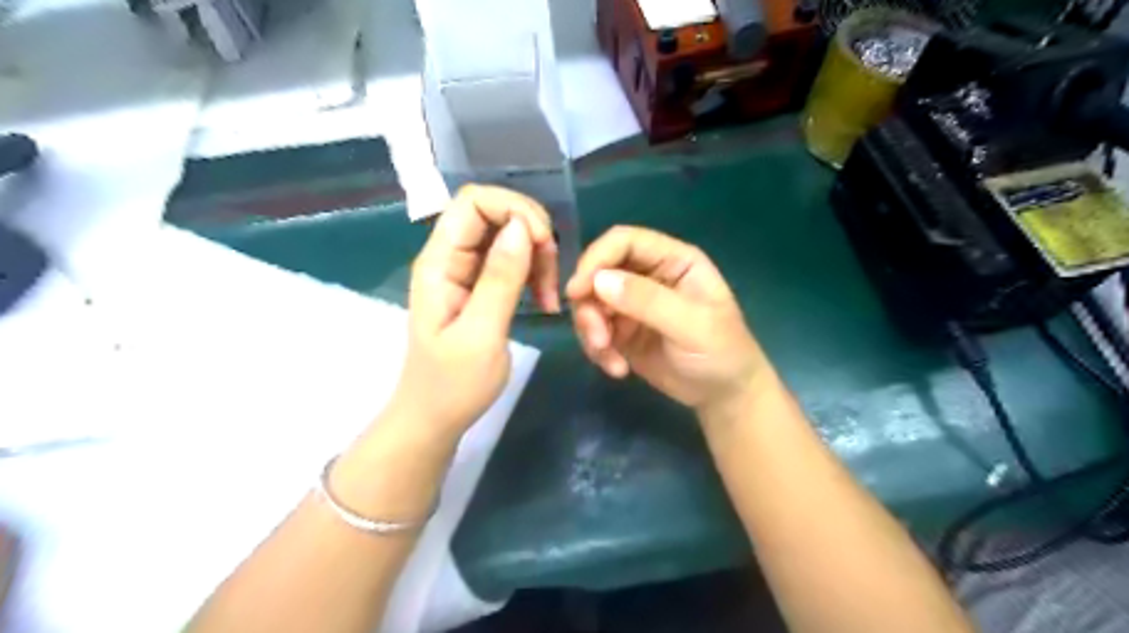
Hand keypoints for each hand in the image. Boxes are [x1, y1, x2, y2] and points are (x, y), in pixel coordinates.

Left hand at [395, 184, 559, 437]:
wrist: (436, 417)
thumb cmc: (453, 384)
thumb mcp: (481, 334)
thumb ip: (500, 279)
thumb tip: (521, 226)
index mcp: (439, 263)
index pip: (472, 202)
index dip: (513, 209)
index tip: (543, 245)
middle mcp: (449, 257)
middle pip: (493, 213)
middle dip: (530, 234)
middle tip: (551, 276)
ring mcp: (464, 271)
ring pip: (507, 236)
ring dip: (536, 256)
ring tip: (549, 296)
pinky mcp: (479, 286)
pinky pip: (510, 261)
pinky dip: (533, 272)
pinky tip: (543, 298)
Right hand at [569, 227, 771, 419]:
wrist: (724, 396)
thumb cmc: (722, 353)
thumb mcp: (692, 325)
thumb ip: (648, 301)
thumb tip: (599, 281)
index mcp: (672, 260)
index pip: (625, 241)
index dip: (597, 259)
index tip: (577, 291)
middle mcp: (648, 276)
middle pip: (600, 272)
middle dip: (590, 304)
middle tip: (597, 338)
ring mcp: (632, 304)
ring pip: (591, 303)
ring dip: (591, 330)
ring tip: (608, 358)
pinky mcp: (622, 332)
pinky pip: (594, 331)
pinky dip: (598, 350)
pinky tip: (618, 369)